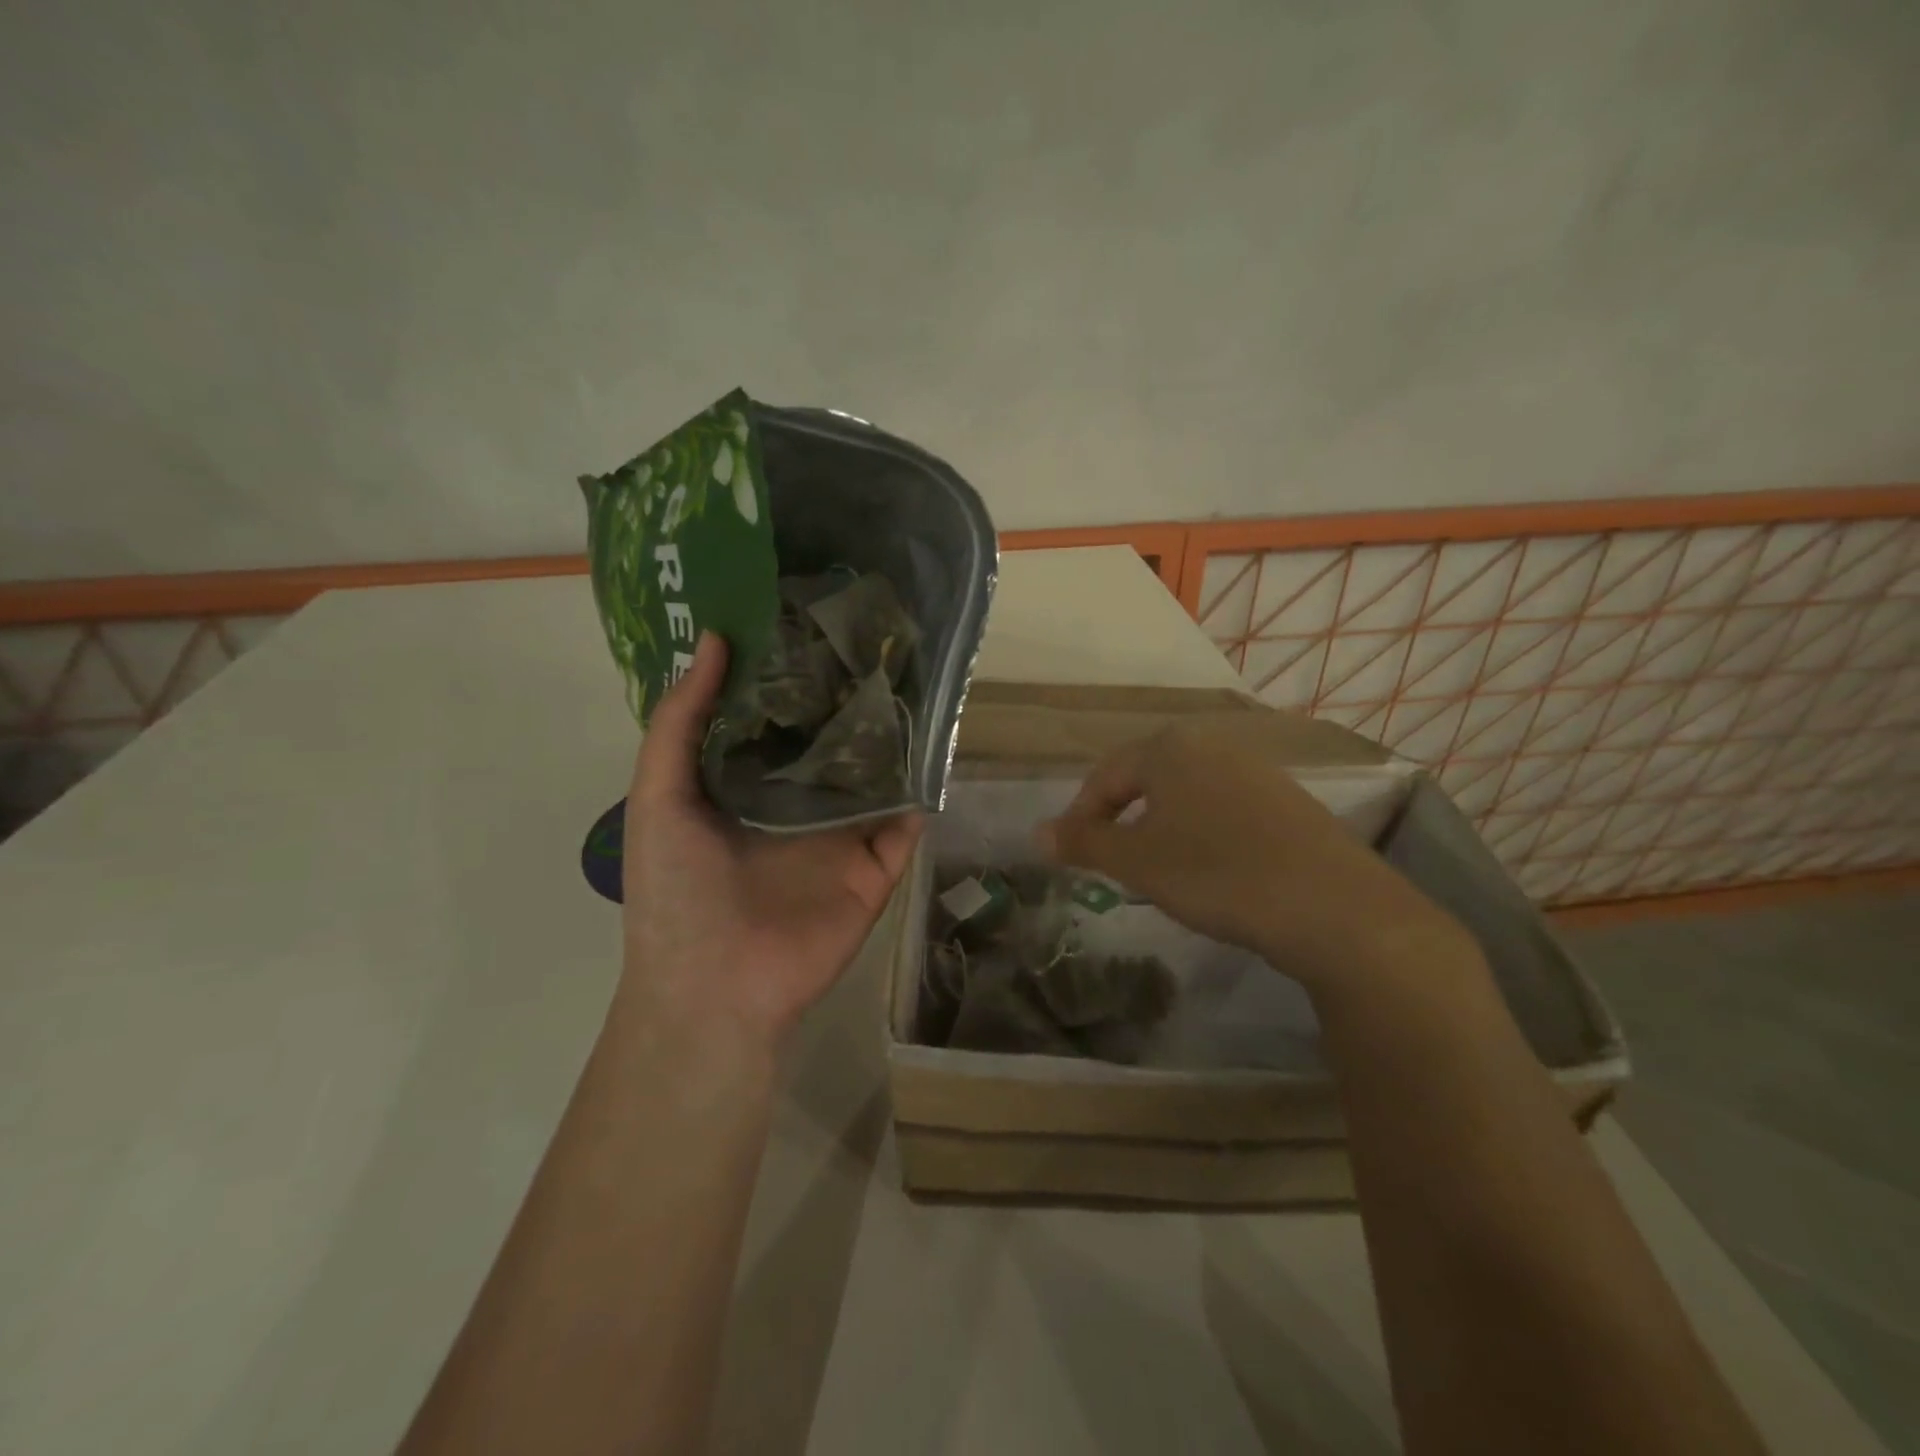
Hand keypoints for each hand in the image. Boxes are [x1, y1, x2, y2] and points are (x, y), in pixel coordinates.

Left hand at [618, 633, 921, 1045]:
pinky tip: (935, 742)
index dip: (792, 675)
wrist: (714, 988)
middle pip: (833, 743)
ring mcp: (841, 837)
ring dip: (893, 737)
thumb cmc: (675, 889)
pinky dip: (922, 789)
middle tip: (874, 639)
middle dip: (850, 699)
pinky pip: (906, 822)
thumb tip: (715, 640)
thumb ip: (681, 720)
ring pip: (877, 776)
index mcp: (746, 787)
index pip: (777, 720)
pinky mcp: (876, 868)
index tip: (812, 622)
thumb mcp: (659, 795)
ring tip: (913, 677)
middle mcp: (798, 805)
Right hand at [1038, 715, 1470, 994]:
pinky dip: (1199, 833)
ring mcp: (1256, 771)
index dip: (1079, 815)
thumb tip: (1036, 833)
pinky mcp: (1288, 801)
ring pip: (1185, 794)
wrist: (1333, 906)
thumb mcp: (1137, 861)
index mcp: (1170, 747)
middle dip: (1119, 818)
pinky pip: (1222, 809)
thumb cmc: (1216, 873)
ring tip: (1152, 867)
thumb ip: (1084, 843)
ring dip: (1158, 826)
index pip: (1105, 776)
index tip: (1068, 854)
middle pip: (1145, 778)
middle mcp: (1213, 745)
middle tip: (1106, 860)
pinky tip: (1209, 869)